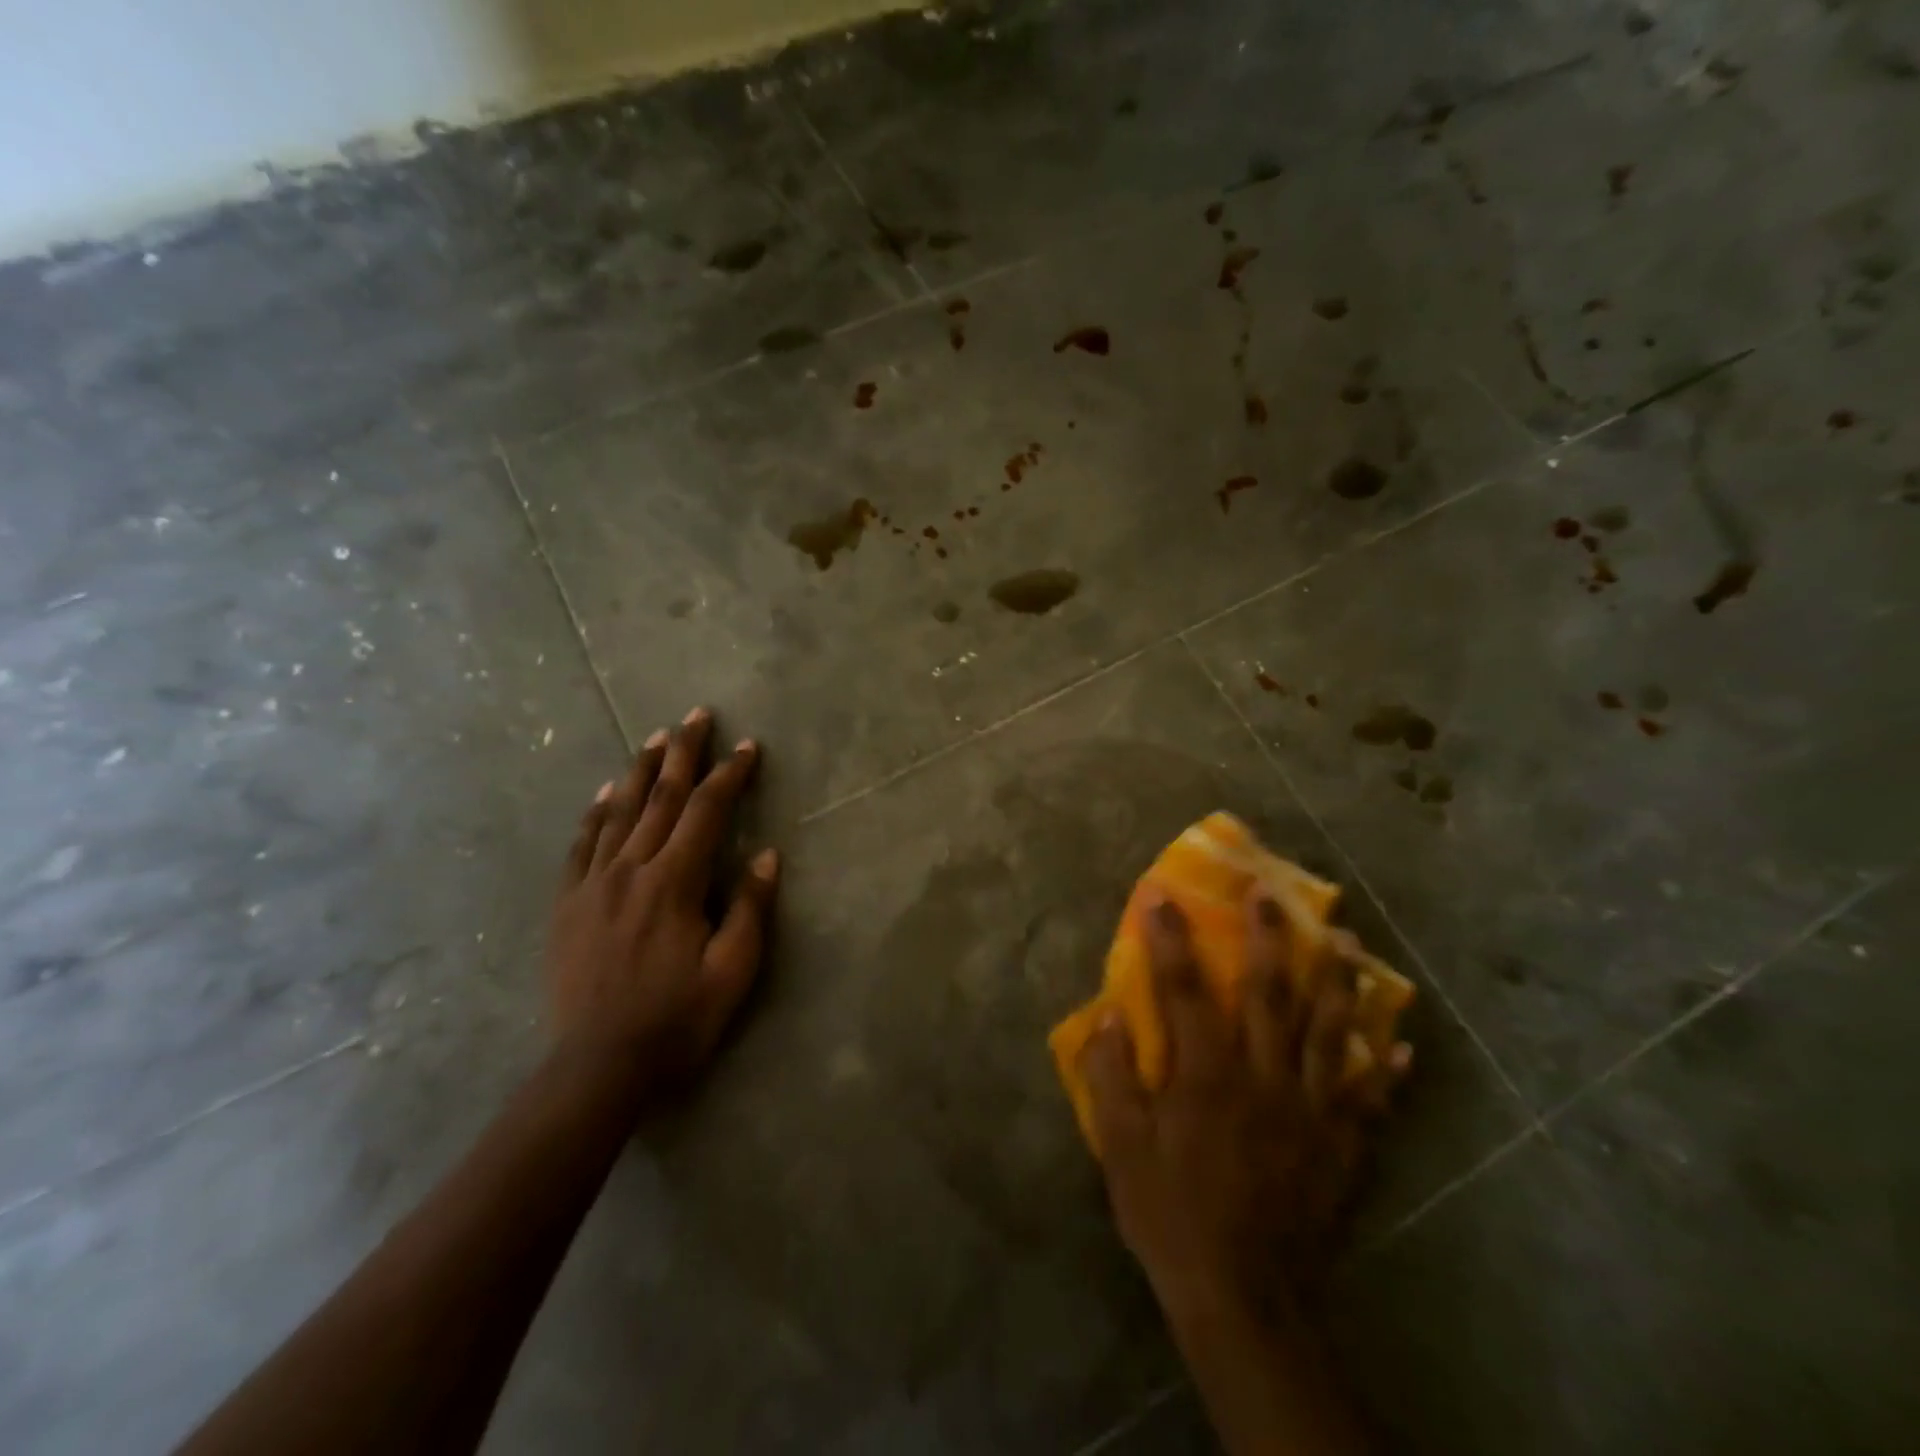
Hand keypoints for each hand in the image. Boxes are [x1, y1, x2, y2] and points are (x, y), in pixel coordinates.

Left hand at [545, 707, 779, 1094]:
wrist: (596, 1069)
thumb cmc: (675, 1021)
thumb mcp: (732, 972)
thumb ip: (749, 909)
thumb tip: (765, 855)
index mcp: (673, 884)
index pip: (705, 813)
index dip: (728, 776)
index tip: (748, 748)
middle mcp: (630, 871)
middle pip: (659, 799)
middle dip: (682, 754)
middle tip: (696, 716)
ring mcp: (592, 885)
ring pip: (618, 813)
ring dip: (639, 771)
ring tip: (654, 738)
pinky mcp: (566, 905)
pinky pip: (580, 846)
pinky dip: (594, 814)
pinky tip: (603, 794)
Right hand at [1079, 893, 1409, 1324]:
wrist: (1244, 1297)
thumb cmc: (1172, 1214)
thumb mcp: (1121, 1149)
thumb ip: (1112, 1078)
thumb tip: (1109, 1017)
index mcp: (1205, 1074)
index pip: (1183, 989)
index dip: (1170, 939)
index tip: (1162, 895)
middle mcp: (1262, 1076)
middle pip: (1268, 992)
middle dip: (1267, 937)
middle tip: (1271, 893)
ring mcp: (1308, 1108)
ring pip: (1327, 1029)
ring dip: (1335, 979)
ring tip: (1344, 939)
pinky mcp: (1339, 1144)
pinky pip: (1368, 1096)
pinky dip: (1385, 1066)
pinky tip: (1401, 1040)